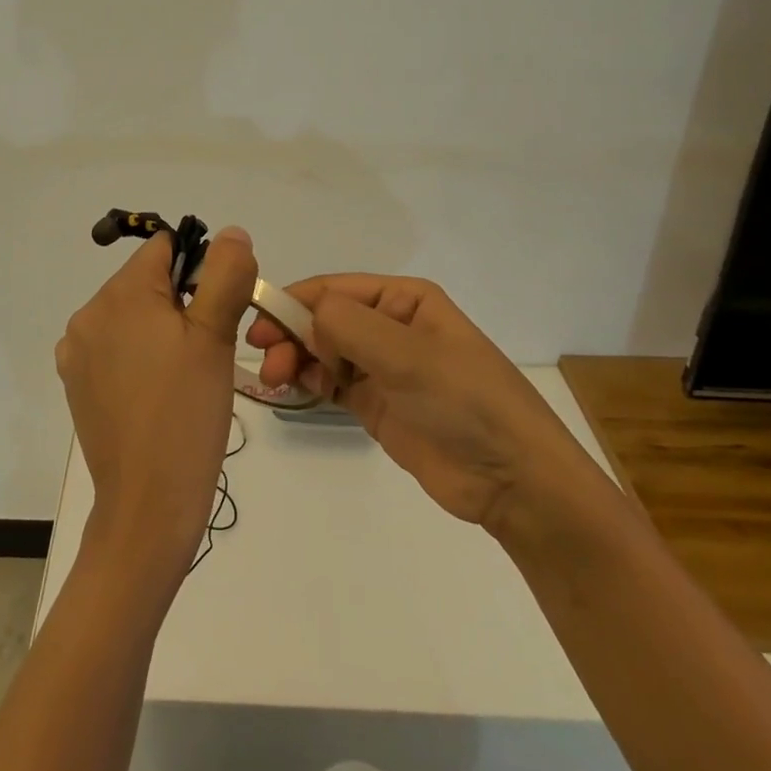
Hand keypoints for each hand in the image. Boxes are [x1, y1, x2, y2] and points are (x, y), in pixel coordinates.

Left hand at [58, 225, 257, 585]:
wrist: (147, 505)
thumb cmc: (187, 414)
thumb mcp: (215, 338)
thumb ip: (225, 274)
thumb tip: (230, 232)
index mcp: (119, 294)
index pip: (164, 249)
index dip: (199, 271)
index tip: (217, 313)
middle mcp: (88, 314)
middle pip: (146, 282)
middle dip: (179, 303)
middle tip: (205, 352)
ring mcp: (76, 351)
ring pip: (131, 316)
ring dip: (159, 331)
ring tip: (183, 378)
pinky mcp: (75, 382)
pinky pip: (113, 348)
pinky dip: (137, 357)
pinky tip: (156, 393)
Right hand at [248, 275, 597, 533]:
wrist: (513, 480)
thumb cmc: (466, 401)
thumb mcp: (408, 355)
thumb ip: (349, 326)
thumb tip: (304, 315)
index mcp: (404, 299)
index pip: (334, 289)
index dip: (293, 302)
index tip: (257, 322)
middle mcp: (389, 325)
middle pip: (324, 319)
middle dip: (291, 333)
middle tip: (266, 360)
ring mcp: (382, 366)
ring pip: (322, 349)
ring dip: (295, 358)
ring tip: (277, 380)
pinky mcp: (375, 403)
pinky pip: (330, 381)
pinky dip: (308, 381)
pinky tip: (293, 389)